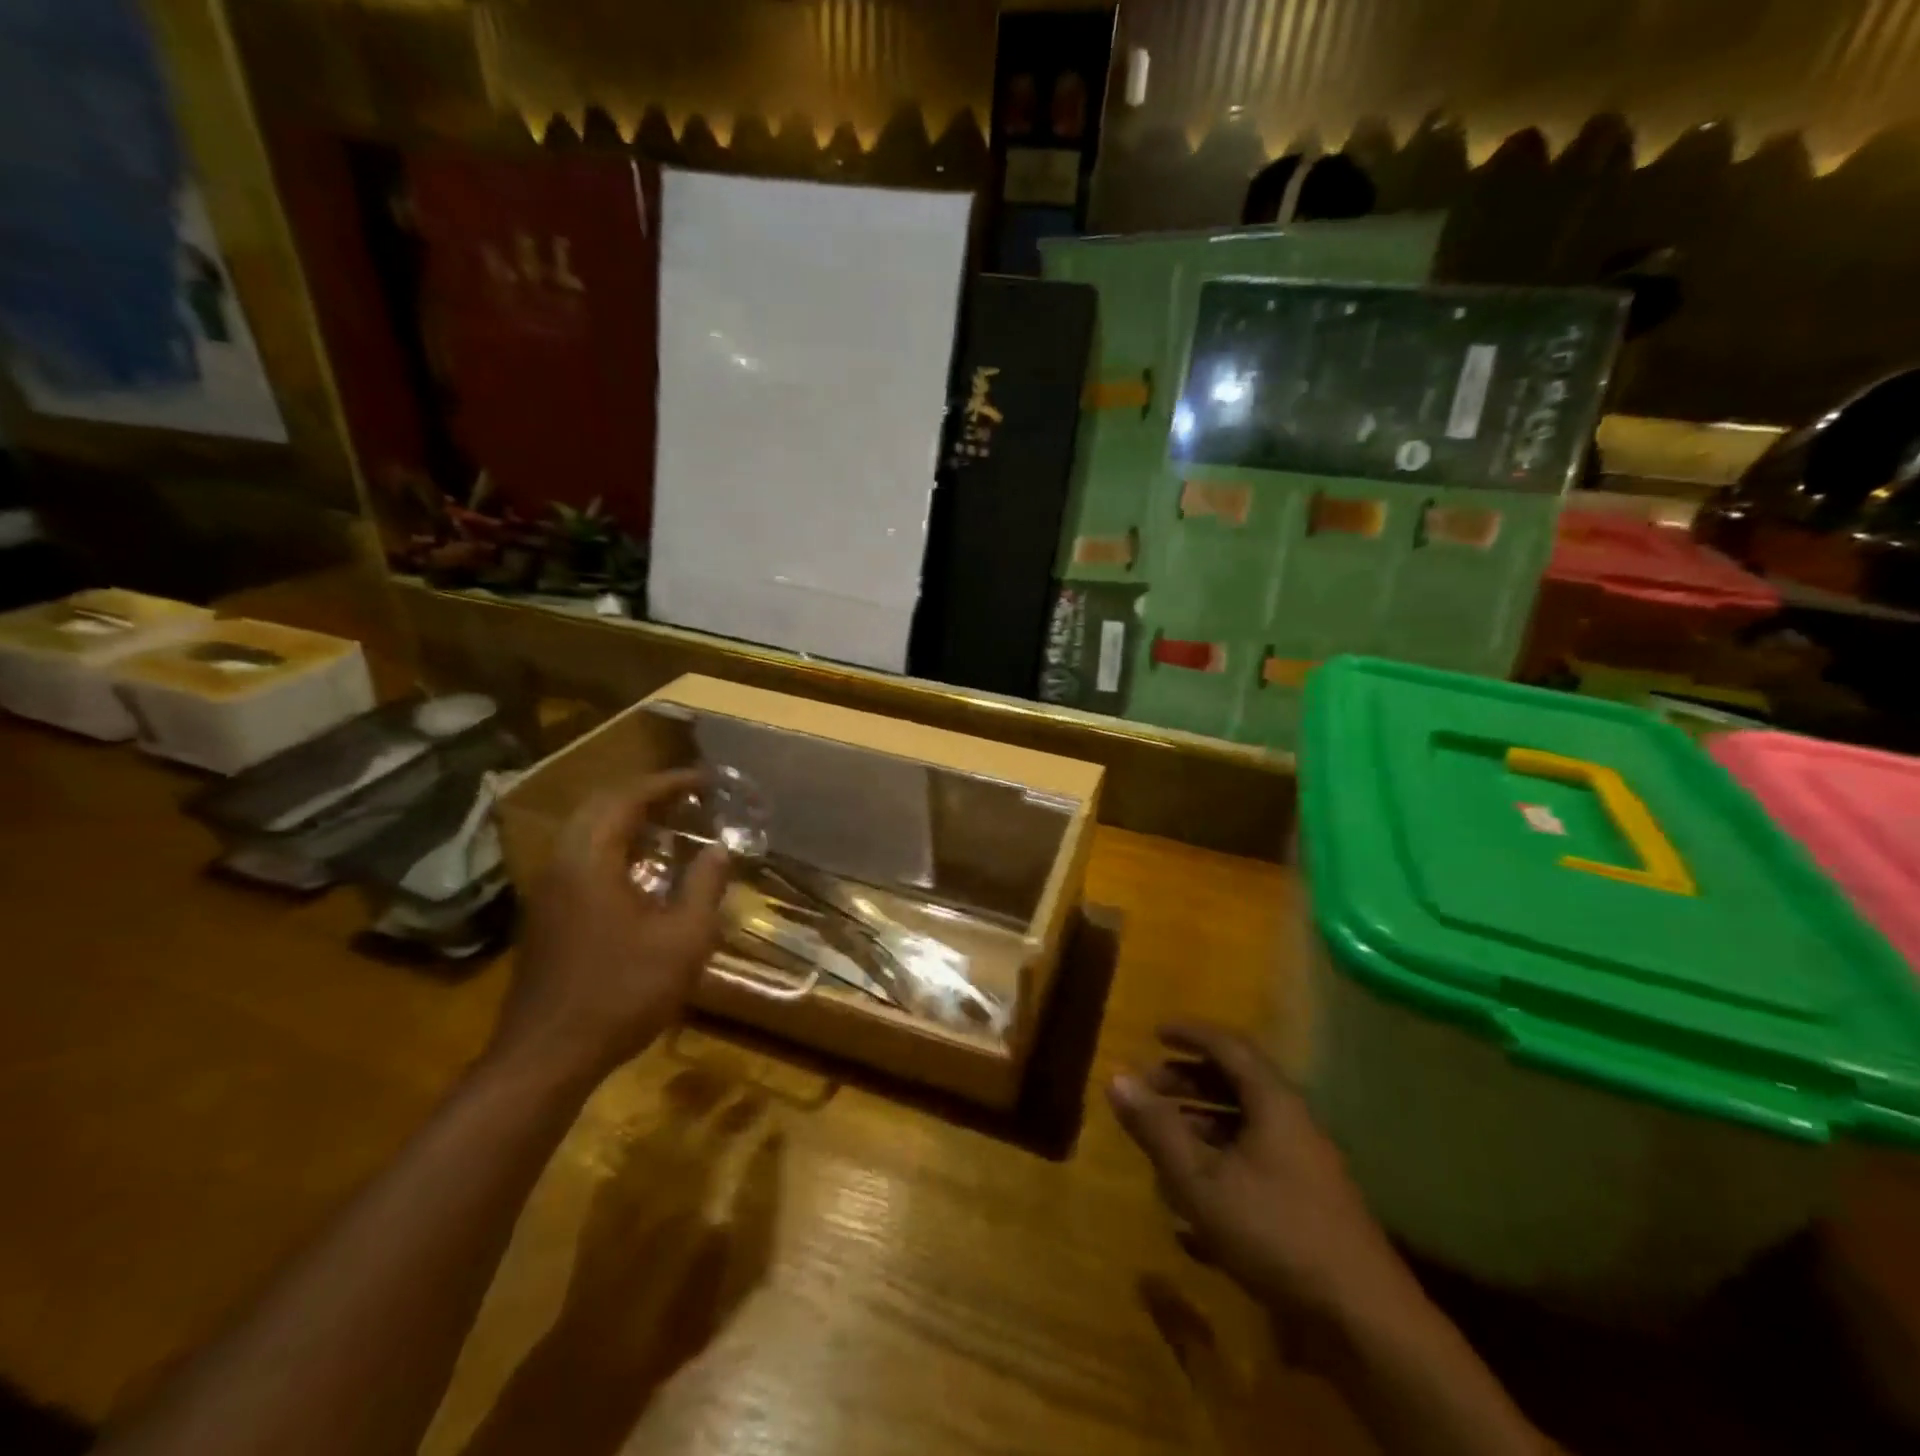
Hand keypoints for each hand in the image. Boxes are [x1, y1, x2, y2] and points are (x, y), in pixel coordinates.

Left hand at [490, 771, 730, 1085]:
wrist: (547, 1056)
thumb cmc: (622, 993)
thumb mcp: (683, 940)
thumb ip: (704, 887)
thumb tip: (720, 850)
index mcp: (590, 860)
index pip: (627, 798)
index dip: (668, 783)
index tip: (705, 780)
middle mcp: (561, 863)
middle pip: (600, 806)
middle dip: (646, 794)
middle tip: (689, 797)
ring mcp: (547, 890)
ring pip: (585, 831)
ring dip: (627, 819)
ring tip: (672, 825)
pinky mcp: (546, 914)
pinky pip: (580, 856)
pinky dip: (613, 845)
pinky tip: (643, 869)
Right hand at [1108, 1023, 1423, 1358]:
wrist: (1364, 1321)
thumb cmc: (1274, 1232)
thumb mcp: (1200, 1179)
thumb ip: (1156, 1128)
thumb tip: (1116, 1077)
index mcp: (1273, 1102)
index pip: (1228, 1046)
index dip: (1190, 1034)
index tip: (1155, 1031)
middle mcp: (1292, 1122)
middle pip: (1236, 1083)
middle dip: (1188, 1080)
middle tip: (1149, 1088)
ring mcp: (1304, 1163)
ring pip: (1245, 1125)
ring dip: (1201, 1122)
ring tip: (1163, 1138)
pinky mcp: (1308, 1202)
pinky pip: (1255, 1160)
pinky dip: (1220, 1160)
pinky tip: (1192, 1195)